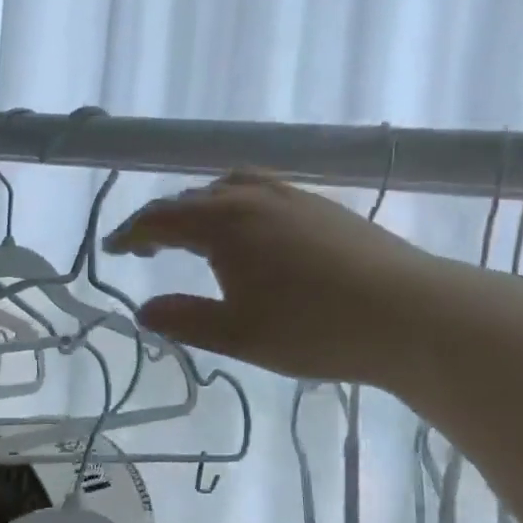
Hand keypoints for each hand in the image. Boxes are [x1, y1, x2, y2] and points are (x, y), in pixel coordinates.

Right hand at [104, 172, 452, 387]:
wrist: (410, 314)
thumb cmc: (312, 327)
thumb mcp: (236, 334)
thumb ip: (184, 319)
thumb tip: (144, 310)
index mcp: (224, 222)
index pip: (162, 218)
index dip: (131, 233)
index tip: (112, 248)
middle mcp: (254, 197)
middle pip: (194, 198)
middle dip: (163, 219)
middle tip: (147, 246)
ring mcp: (294, 198)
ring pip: (233, 188)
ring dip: (203, 207)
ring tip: (196, 232)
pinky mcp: (325, 208)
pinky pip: (264, 192)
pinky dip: (238, 206)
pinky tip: (253, 234)